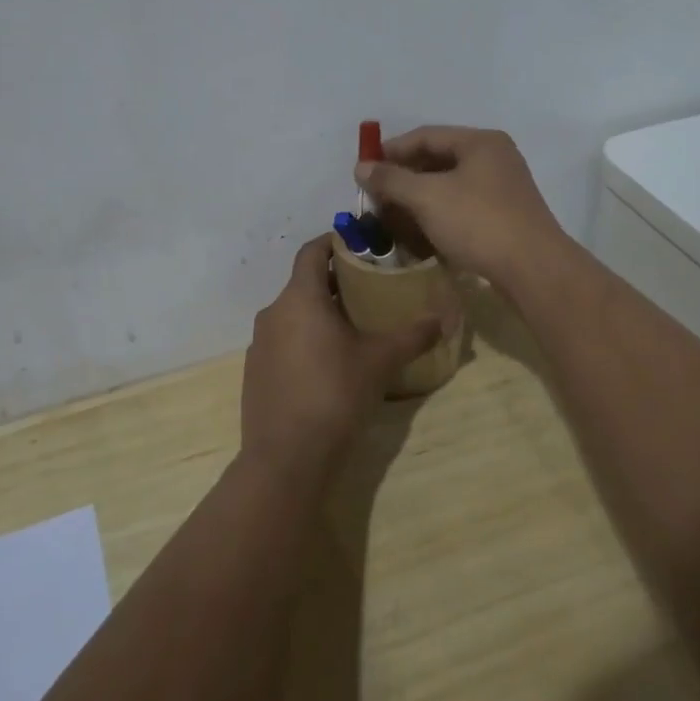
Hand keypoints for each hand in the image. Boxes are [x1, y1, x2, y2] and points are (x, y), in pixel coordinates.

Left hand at [240, 236, 441, 485]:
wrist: (286, 458)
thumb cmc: (334, 394)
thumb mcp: (380, 361)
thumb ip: (413, 335)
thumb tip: (444, 318)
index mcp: (299, 298)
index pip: (312, 251)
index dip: (334, 242)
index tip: (360, 244)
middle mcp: (273, 312)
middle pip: (304, 283)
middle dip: (335, 281)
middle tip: (369, 288)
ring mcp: (259, 343)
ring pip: (293, 313)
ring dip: (320, 312)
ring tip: (353, 326)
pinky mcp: (255, 371)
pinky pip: (283, 340)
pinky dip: (304, 338)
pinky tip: (328, 363)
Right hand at [354, 126, 567, 290]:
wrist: (533, 269)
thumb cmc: (478, 222)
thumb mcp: (427, 197)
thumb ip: (392, 179)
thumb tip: (361, 167)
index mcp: (480, 142)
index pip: (426, 135)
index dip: (392, 150)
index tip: (364, 169)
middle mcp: (495, 158)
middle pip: (438, 159)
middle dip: (404, 177)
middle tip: (376, 195)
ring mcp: (503, 188)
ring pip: (450, 186)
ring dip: (419, 198)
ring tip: (393, 216)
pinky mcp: (505, 217)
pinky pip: (463, 207)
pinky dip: (439, 214)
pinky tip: (421, 232)